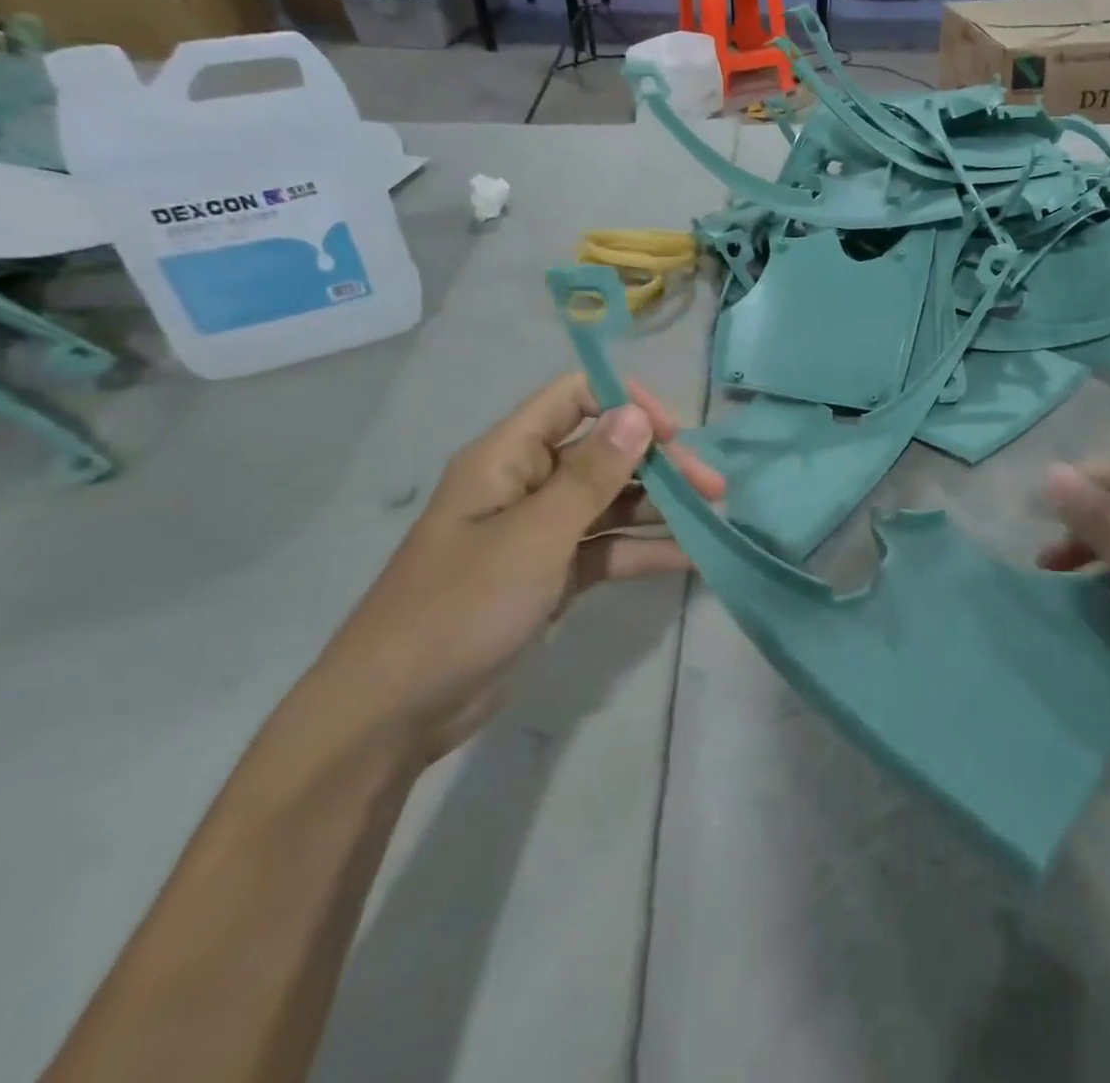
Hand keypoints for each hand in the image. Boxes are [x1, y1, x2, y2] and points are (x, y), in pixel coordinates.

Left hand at [311, 374, 723, 763]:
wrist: (397, 711)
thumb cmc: (460, 607)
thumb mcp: (534, 536)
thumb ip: (592, 475)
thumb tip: (636, 413)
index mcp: (509, 457)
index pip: (574, 398)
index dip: (626, 403)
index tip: (672, 435)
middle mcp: (528, 484)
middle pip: (604, 453)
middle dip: (660, 464)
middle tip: (712, 488)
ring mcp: (541, 532)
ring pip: (612, 502)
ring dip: (660, 507)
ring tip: (712, 518)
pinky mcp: (552, 575)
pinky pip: (607, 549)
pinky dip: (644, 551)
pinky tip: (690, 558)